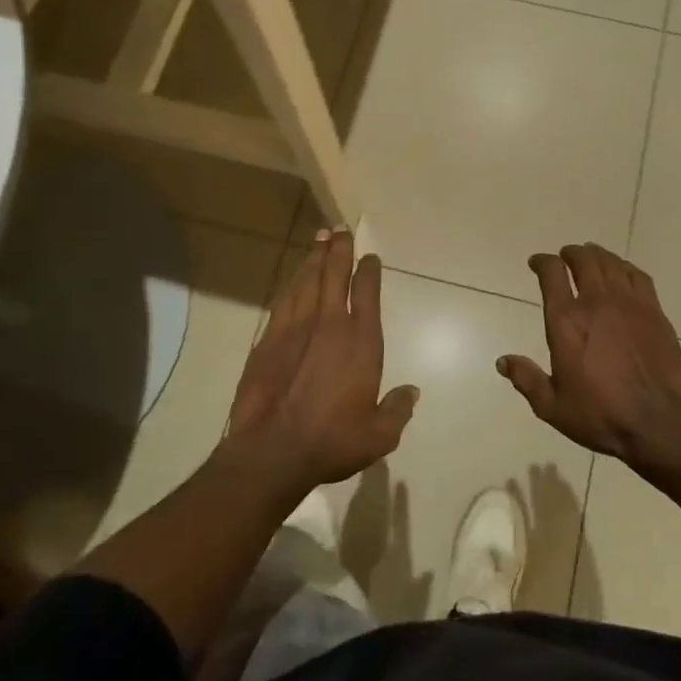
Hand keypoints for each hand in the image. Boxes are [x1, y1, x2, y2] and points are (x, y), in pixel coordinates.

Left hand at [224, 229, 418, 491]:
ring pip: (307, 281)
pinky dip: (292, 283)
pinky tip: (295, 278)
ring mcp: (296, 328)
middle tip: (340, 230)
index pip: (367, 292)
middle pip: (334, 274)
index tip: (370, 257)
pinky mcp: (268, 339)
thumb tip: (411, 392)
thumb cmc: (332, 440)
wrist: (273, 450)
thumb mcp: (379, 435)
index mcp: (361, 341)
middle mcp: (330, 324)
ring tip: (319, 239)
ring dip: (315, 258)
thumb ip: (397, 410)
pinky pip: (284, 300)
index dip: (369, 271)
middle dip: (339, 250)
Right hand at [499, 244, 680, 467]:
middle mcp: (596, 302)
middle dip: (571, 253)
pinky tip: (623, 273)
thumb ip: (527, 380)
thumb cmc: (600, 415)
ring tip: (592, 258)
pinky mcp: (654, 312)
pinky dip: (625, 268)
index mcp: (566, 321)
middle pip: (583, 260)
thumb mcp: (552, 406)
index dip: (542, 262)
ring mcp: (629, 303)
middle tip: (566, 256)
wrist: (658, 423)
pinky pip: (638, 276)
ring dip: (597, 256)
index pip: (552, 273)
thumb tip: (502, 362)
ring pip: (611, 263)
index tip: (537, 263)